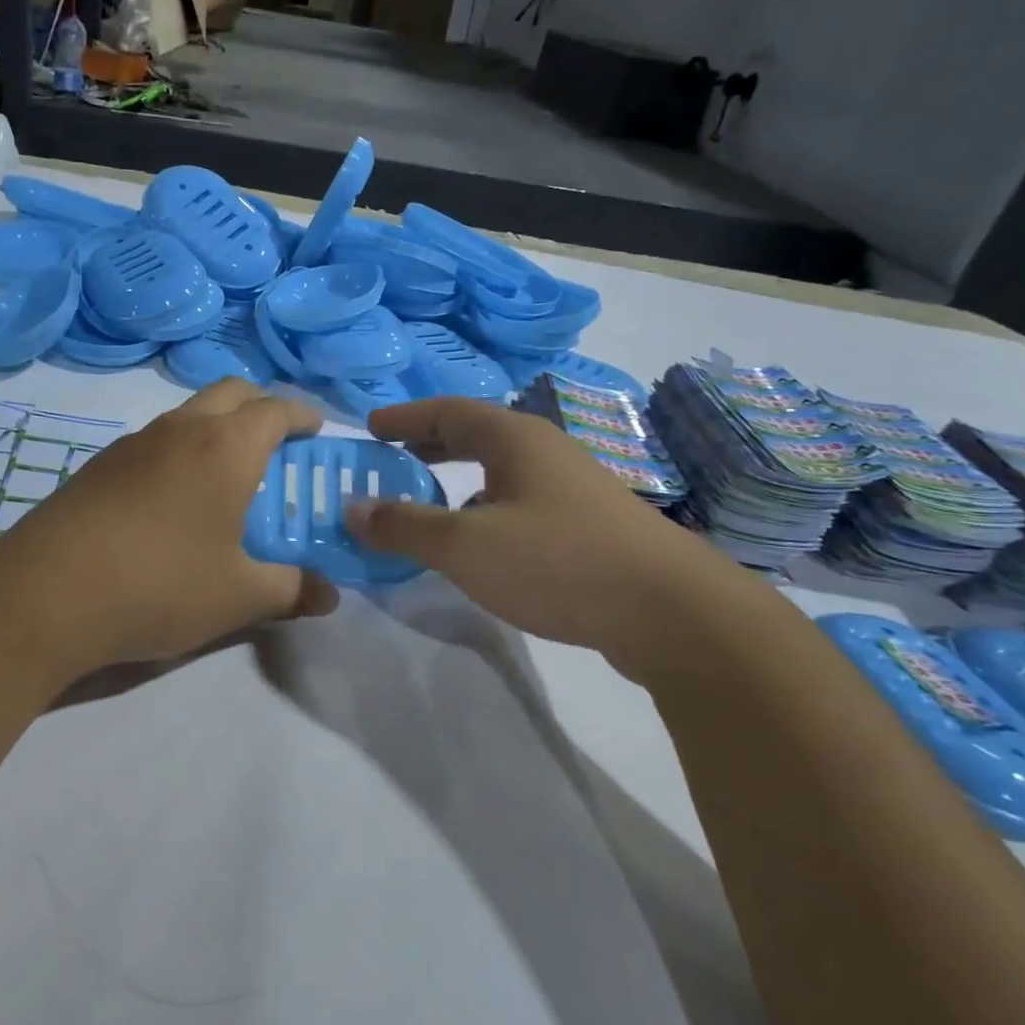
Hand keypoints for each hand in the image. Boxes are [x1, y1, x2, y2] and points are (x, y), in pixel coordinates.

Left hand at [0, 379, 338, 676]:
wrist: (44, 595)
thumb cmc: (160, 586)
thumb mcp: (238, 597)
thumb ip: (291, 590)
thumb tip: (330, 596)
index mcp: (225, 448)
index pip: (275, 409)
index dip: (302, 415)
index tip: (316, 430)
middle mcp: (181, 429)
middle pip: (231, 391)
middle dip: (261, 405)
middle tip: (278, 442)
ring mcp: (134, 442)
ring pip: (189, 412)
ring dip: (218, 425)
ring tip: (229, 473)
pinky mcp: (100, 464)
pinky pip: (156, 439)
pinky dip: (181, 449)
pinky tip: (175, 498)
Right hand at [343, 397, 744, 670]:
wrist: (673, 612)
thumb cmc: (558, 561)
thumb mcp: (466, 545)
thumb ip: (404, 525)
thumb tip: (352, 507)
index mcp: (514, 438)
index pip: (447, 411)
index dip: (404, 417)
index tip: (370, 427)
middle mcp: (545, 451)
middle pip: (476, 435)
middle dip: (430, 444)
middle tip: (392, 458)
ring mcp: (574, 488)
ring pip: (502, 471)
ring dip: (459, 480)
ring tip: (429, 503)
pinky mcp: (590, 526)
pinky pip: (522, 502)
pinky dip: (487, 509)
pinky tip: (482, 544)